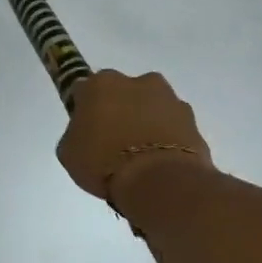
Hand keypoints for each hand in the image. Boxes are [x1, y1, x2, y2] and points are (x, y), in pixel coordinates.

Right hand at [56, 70, 212, 207]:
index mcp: (101, 84)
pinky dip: (167, 138)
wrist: (159, 181)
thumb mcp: (69, 152)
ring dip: (146, 123)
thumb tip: (87, 129)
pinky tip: (160, 162)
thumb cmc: (104, 163)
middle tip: (114, 143)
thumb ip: (76, 132)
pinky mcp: (192, 120)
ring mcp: (169, 99)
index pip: (85, 90)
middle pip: (123, 94)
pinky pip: (172, 126)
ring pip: (151, 107)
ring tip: (141, 157)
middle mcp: (137, 81)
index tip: (85, 131)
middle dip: (119, 111)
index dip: (84, 111)